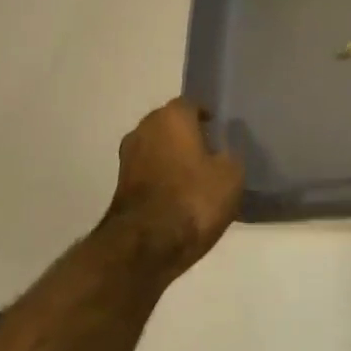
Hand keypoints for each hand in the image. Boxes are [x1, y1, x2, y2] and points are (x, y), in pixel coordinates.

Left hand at [105, 98, 243, 281]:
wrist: (145, 245)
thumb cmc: (193, 198)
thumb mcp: (231, 175)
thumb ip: (229, 155)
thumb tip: (222, 152)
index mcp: (172, 116)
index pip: (191, 105)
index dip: (206, 117)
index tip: (219, 132)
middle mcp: (144, 128)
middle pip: (170, 125)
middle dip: (186, 135)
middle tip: (208, 153)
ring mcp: (127, 157)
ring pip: (156, 148)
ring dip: (171, 158)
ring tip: (194, 178)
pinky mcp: (119, 186)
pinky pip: (147, 172)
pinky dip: (161, 179)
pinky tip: (178, 196)